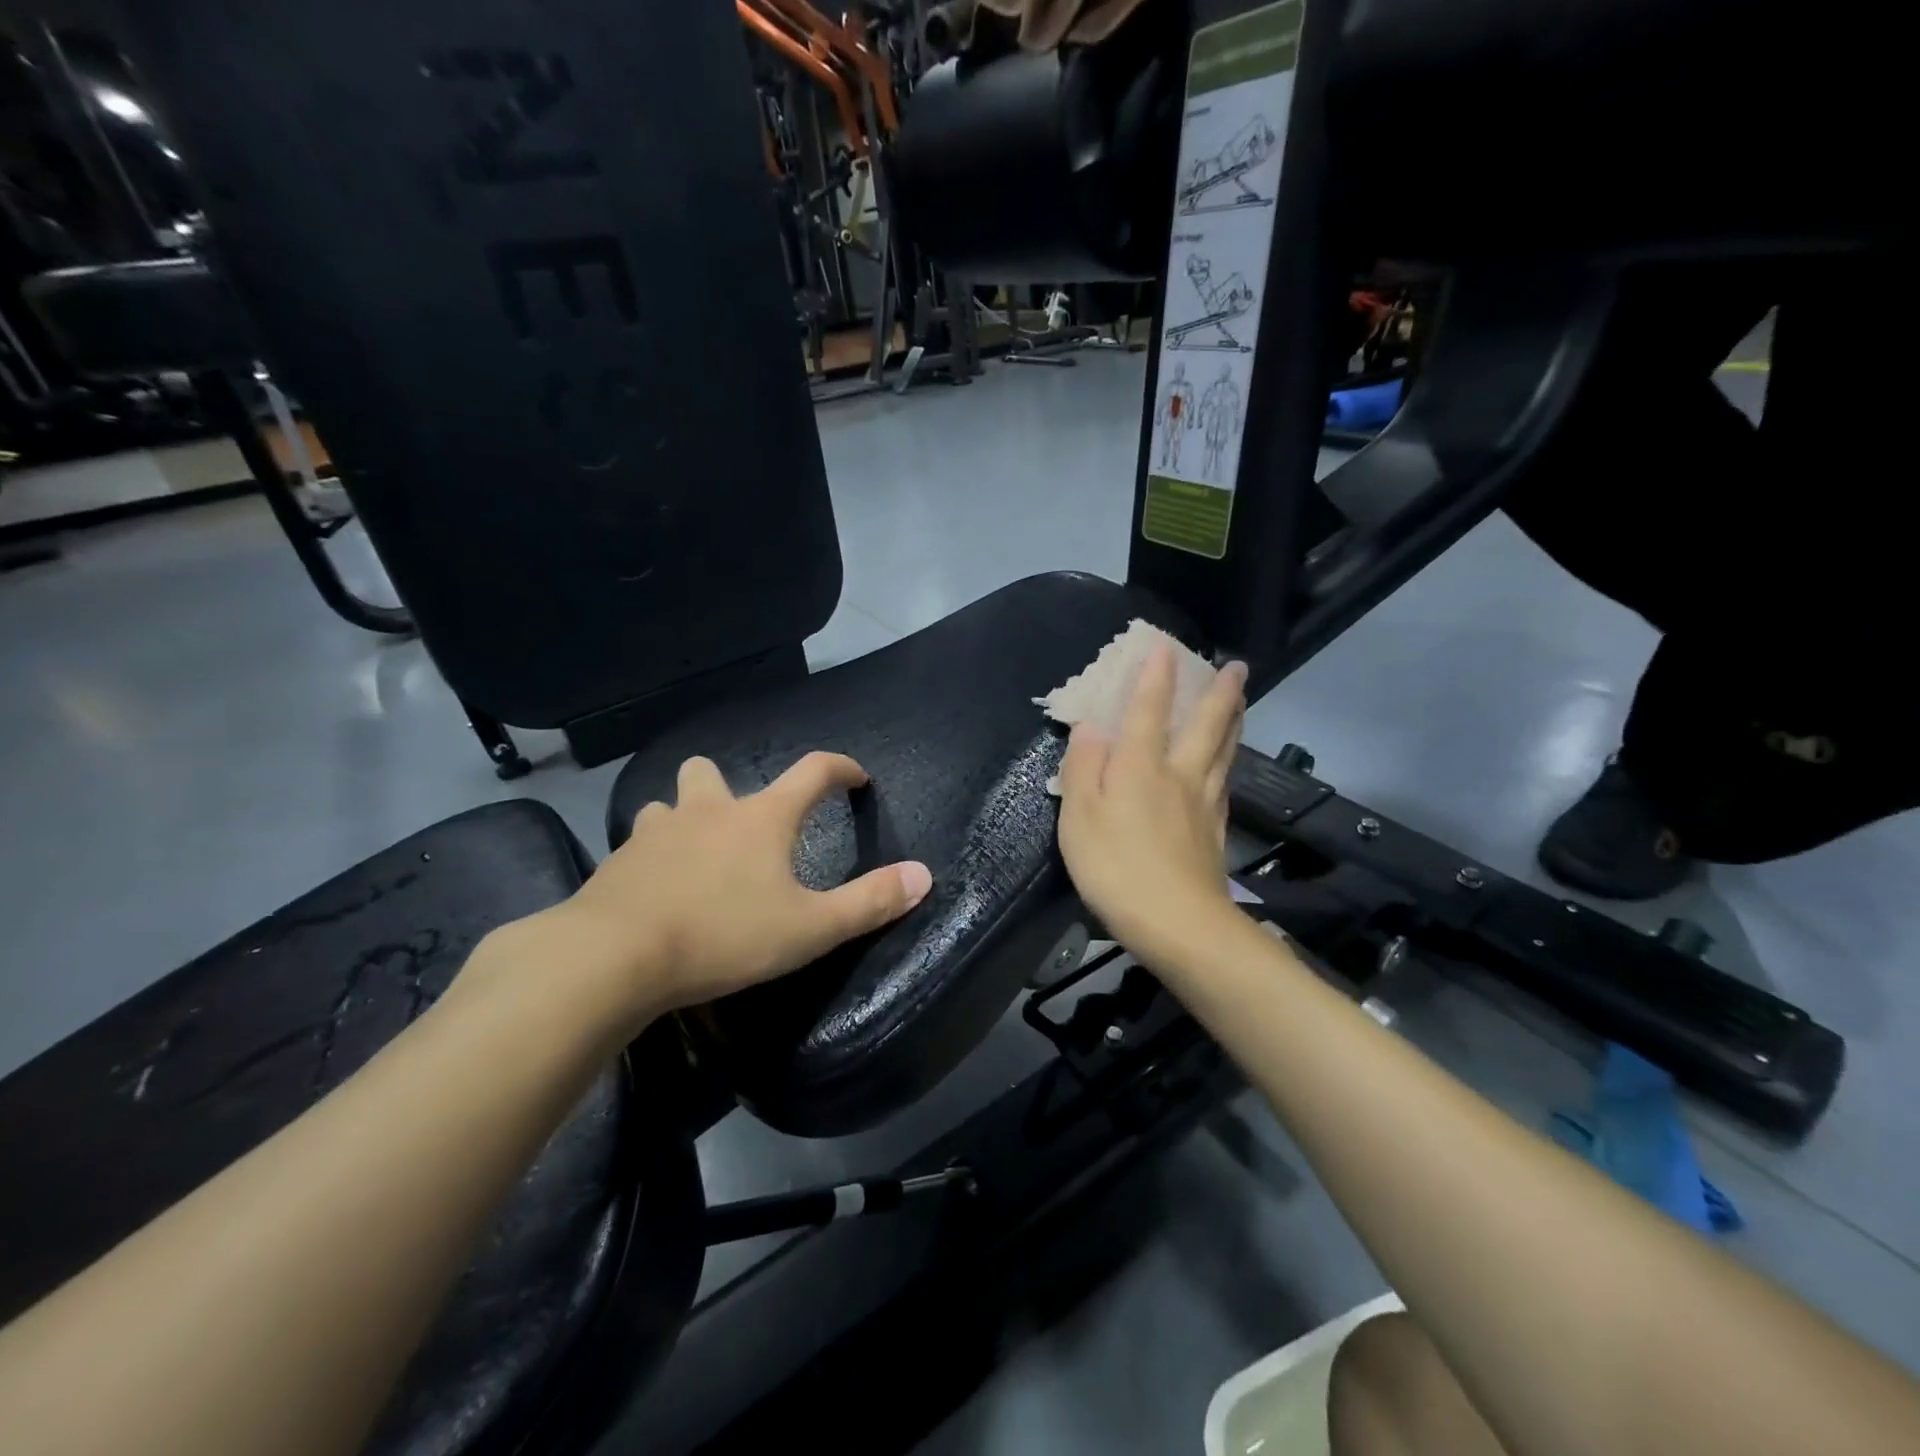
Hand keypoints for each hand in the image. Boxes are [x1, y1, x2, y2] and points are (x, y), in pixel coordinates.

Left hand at [492, 753, 931, 1037]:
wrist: (613, 957)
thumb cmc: (724, 934)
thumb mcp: (810, 928)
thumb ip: (869, 902)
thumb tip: (924, 874)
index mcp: (762, 818)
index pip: (812, 771)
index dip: (840, 768)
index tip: (856, 777)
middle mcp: (708, 810)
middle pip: (712, 771)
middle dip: (728, 786)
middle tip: (742, 824)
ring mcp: (656, 831)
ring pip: (669, 805)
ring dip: (684, 819)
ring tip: (695, 854)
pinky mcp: (618, 861)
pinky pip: (639, 844)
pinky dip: (653, 856)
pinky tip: (656, 890)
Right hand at [1057, 646, 1247, 968]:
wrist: (1177, 924)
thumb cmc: (1116, 868)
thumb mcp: (1080, 817)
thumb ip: (1083, 768)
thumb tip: (1091, 727)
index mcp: (1140, 768)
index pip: (1149, 712)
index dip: (1155, 679)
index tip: (1165, 647)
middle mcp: (1178, 776)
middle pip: (1205, 726)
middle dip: (1219, 693)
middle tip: (1235, 666)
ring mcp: (1203, 804)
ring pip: (1223, 752)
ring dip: (1233, 721)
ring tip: (1241, 700)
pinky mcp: (1215, 833)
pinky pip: (1224, 784)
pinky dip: (1229, 763)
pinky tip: (1228, 766)